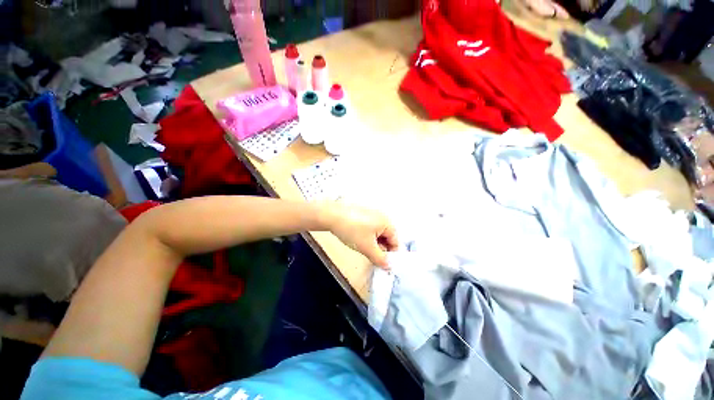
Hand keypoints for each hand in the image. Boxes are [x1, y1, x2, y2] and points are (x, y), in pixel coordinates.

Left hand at [322, 202, 398, 268]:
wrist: (332, 216)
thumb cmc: (352, 229)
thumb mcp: (367, 248)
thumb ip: (380, 259)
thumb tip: (388, 265)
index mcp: (387, 222)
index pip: (395, 241)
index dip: (390, 254)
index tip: (383, 263)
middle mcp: (381, 216)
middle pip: (387, 237)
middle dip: (381, 248)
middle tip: (372, 256)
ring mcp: (371, 213)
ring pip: (377, 233)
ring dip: (373, 243)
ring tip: (363, 247)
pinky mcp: (362, 213)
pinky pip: (369, 227)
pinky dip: (367, 235)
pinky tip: (358, 239)